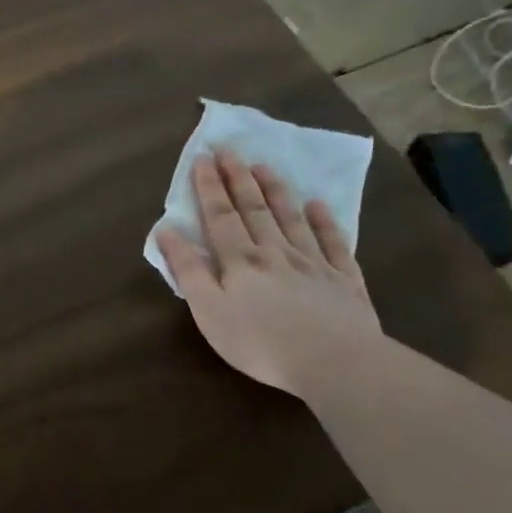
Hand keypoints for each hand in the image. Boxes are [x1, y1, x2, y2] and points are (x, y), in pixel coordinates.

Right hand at [156, 154, 381, 397]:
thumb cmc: (260, 342)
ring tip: (265, 166)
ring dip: (276, 191)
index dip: (209, 187)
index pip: (220, 216)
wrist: (334, 362)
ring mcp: (313, 263)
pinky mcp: (344, 280)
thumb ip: (188, 270)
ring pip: (291, 219)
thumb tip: (167, 231)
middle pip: (254, 209)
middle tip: (230, 150)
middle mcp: (275, 252)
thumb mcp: (209, 311)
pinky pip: (333, 243)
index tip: (202, 158)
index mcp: (240, 261)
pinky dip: (325, 222)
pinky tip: (318, 206)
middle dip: (238, 178)